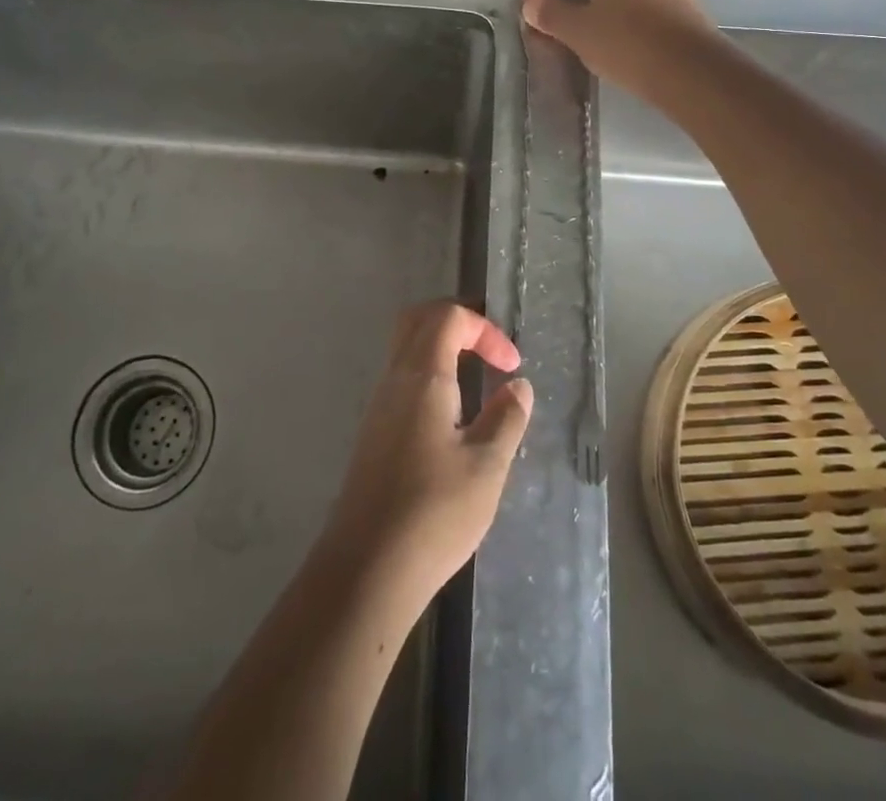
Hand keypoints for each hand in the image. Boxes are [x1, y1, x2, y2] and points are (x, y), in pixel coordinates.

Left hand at [318, 302, 532, 609]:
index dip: (484, 329)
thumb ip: (506, 419)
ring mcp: (379, 406)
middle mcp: (395, 380)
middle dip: (457, 322)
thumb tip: (518, 387)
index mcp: (422, 376)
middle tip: (490, 347)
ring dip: (442, 348)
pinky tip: (452, 413)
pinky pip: (402, 379)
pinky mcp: (374, 432)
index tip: (511, 366)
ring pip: (406, 349)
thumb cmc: (433, 512)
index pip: (448, 318)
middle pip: (418, 321)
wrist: (366, 567)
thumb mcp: (486, 467)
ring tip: (477, 378)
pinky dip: (430, 374)